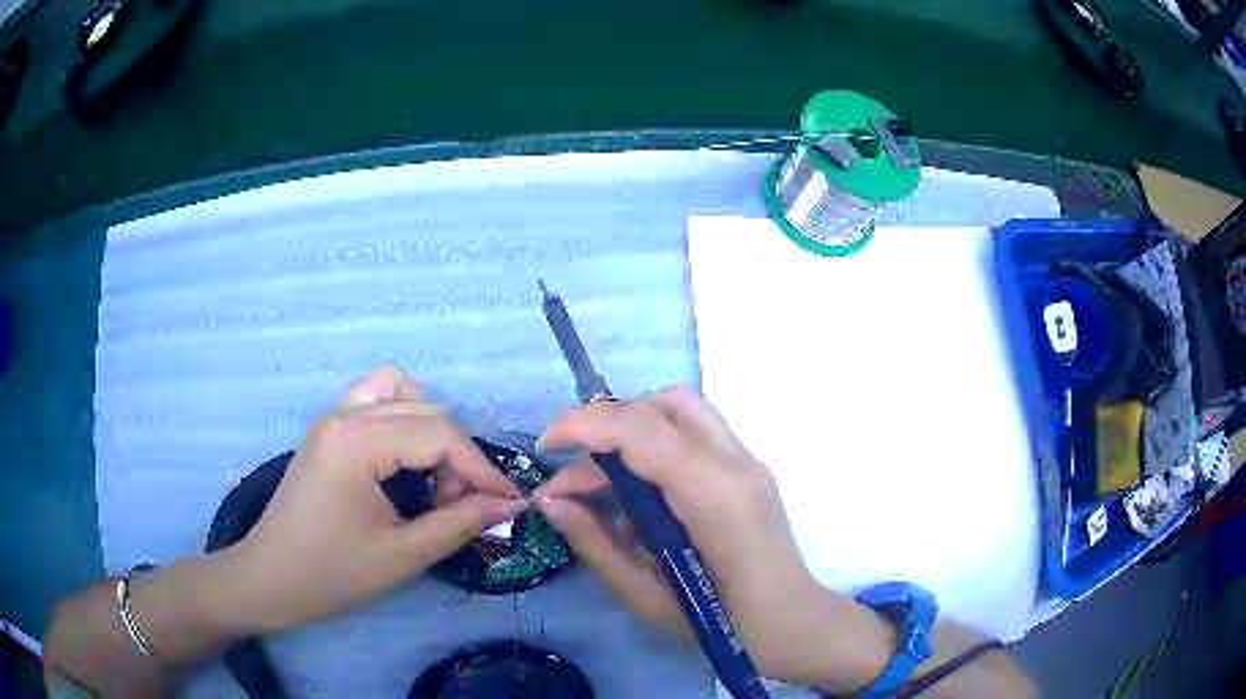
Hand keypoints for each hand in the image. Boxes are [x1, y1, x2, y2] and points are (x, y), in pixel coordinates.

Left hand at [226, 365, 524, 632]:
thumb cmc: (331, 574)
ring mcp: (331, 417)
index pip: (439, 435)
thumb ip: (459, 523)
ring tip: (436, 474)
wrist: (269, 580)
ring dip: (430, 425)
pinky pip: (374, 400)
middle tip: (468, 503)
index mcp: (356, 442)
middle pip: (425, 410)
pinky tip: (406, 458)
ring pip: (399, 391)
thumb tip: (508, 505)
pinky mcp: (327, 430)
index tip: (508, 504)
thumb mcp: (402, 555)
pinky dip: (401, 417)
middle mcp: (343, 415)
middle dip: (458, 455)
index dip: (481, 469)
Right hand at [534, 387, 893, 687]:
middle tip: (572, 469)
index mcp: (714, 498)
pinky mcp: (750, 467)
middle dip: (607, 422)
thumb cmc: (720, 624)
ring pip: (683, 408)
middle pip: (664, 405)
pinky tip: (640, 483)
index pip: (643, 430)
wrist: (792, 624)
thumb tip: (551, 502)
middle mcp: (737, 463)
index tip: (545, 445)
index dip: (585, 425)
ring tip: (601, 474)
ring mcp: (750, 460)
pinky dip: (656, 438)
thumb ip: (596, 543)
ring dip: (633, 425)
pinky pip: (696, 429)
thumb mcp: (646, 596)